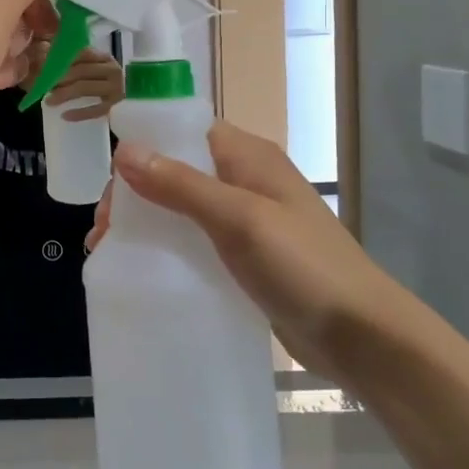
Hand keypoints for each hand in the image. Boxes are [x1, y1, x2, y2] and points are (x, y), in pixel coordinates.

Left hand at [45, 47, 124, 119]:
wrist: (136, 97)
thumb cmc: (108, 81)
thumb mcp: (96, 67)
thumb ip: (77, 61)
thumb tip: (46, 53)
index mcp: (104, 57)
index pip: (80, 54)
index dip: (60, 60)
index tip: (43, 67)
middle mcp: (111, 70)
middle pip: (79, 71)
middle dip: (58, 78)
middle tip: (42, 85)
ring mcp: (116, 89)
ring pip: (84, 88)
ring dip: (63, 94)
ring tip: (48, 101)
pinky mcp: (116, 107)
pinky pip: (95, 110)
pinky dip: (79, 113)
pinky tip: (65, 116)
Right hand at [108, 121, 403, 373]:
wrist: (363, 336)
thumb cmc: (303, 266)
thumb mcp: (239, 219)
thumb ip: (180, 185)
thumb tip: (124, 150)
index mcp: (246, 156)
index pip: (182, 132)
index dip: (142, 149)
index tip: (111, 187)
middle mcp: (244, 179)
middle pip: (176, 170)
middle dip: (136, 193)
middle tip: (105, 232)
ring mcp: (246, 219)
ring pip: (182, 206)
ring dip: (147, 222)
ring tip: (112, 251)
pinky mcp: (246, 255)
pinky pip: (196, 239)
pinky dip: (168, 246)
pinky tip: (147, 268)